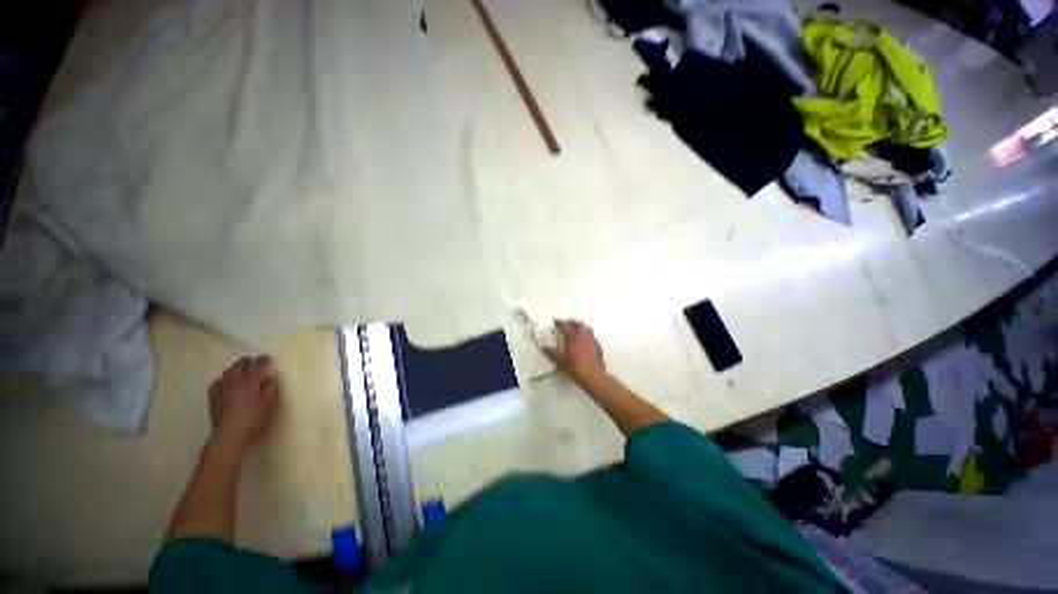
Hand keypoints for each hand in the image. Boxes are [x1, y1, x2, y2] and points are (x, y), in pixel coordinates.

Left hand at [207, 355, 280, 454]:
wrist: (229, 435)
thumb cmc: (253, 419)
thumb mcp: (270, 403)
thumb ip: (272, 387)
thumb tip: (271, 377)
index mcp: (250, 379)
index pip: (258, 363)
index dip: (264, 359)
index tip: (269, 359)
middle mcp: (234, 379)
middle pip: (240, 363)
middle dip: (249, 362)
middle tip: (256, 364)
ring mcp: (221, 387)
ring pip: (228, 371)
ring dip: (237, 369)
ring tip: (243, 372)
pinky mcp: (213, 396)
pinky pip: (218, 382)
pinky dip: (224, 379)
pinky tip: (227, 384)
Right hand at [543, 319, 606, 384]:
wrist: (594, 376)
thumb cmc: (576, 367)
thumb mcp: (561, 361)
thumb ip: (552, 353)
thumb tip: (545, 348)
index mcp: (573, 336)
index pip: (565, 326)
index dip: (559, 323)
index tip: (555, 322)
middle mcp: (583, 335)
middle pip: (577, 324)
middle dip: (571, 323)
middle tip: (566, 324)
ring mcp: (592, 340)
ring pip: (586, 328)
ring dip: (580, 327)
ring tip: (576, 330)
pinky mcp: (598, 346)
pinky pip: (592, 336)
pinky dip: (587, 336)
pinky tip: (585, 341)